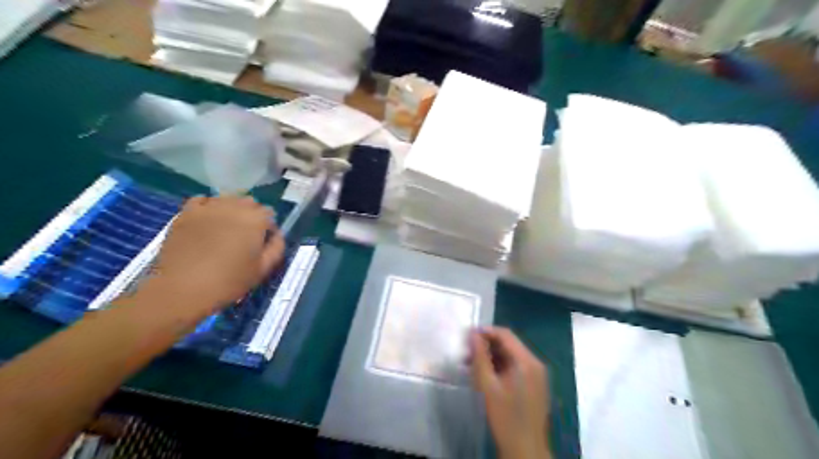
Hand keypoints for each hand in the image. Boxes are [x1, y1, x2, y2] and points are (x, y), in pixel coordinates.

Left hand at [146, 195, 284, 319]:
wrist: (181, 289)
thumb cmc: (228, 282)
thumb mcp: (262, 269)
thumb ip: (276, 248)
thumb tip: (276, 235)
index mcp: (256, 220)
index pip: (269, 213)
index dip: (268, 228)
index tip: (262, 244)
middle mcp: (234, 207)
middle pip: (249, 202)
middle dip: (251, 216)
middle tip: (245, 237)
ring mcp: (208, 207)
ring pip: (227, 199)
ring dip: (231, 210)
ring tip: (226, 229)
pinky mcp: (186, 213)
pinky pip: (202, 200)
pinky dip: (208, 207)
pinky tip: (207, 222)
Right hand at [466, 326, 549, 458]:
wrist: (526, 450)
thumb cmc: (505, 417)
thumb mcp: (487, 385)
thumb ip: (479, 357)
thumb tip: (472, 334)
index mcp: (527, 361)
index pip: (505, 334)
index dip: (485, 331)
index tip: (467, 336)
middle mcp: (535, 363)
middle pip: (509, 344)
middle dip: (487, 345)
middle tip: (466, 352)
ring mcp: (537, 375)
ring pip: (511, 356)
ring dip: (492, 356)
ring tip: (471, 364)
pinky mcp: (535, 384)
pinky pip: (516, 367)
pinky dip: (500, 366)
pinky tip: (485, 375)